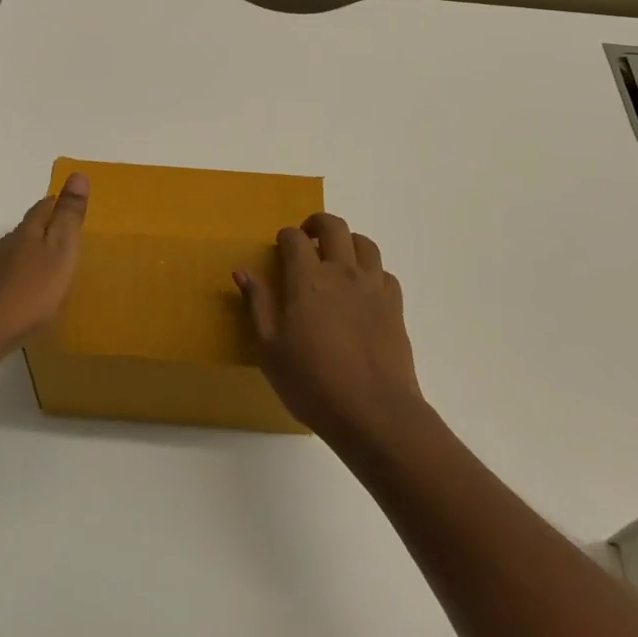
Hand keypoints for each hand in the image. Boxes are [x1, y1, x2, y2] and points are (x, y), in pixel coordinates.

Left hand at [0, 172, 88, 356]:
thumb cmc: (30, 290)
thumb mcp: (60, 250)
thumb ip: (69, 216)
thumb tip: (77, 174)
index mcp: (28, 230)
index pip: (44, 206)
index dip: (59, 204)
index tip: (72, 207)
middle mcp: (7, 243)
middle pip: (29, 228)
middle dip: (46, 229)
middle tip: (67, 239)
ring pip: (16, 252)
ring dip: (33, 254)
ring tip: (51, 269)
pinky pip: (8, 275)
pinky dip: (21, 277)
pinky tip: (28, 293)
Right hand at [235, 212, 423, 447]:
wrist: (374, 412)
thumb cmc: (313, 383)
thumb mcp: (270, 350)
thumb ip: (258, 305)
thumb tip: (242, 271)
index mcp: (307, 279)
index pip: (294, 238)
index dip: (285, 237)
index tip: (280, 249)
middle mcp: (341, 272)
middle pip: (333, 226)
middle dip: (317, 224)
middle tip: (307, 239)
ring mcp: (372, 287)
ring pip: (364, 243)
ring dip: (347, 243)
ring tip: (337, 259)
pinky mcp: (395, 306)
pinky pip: (384, 273)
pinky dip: (371, 272)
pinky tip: (363, 291)